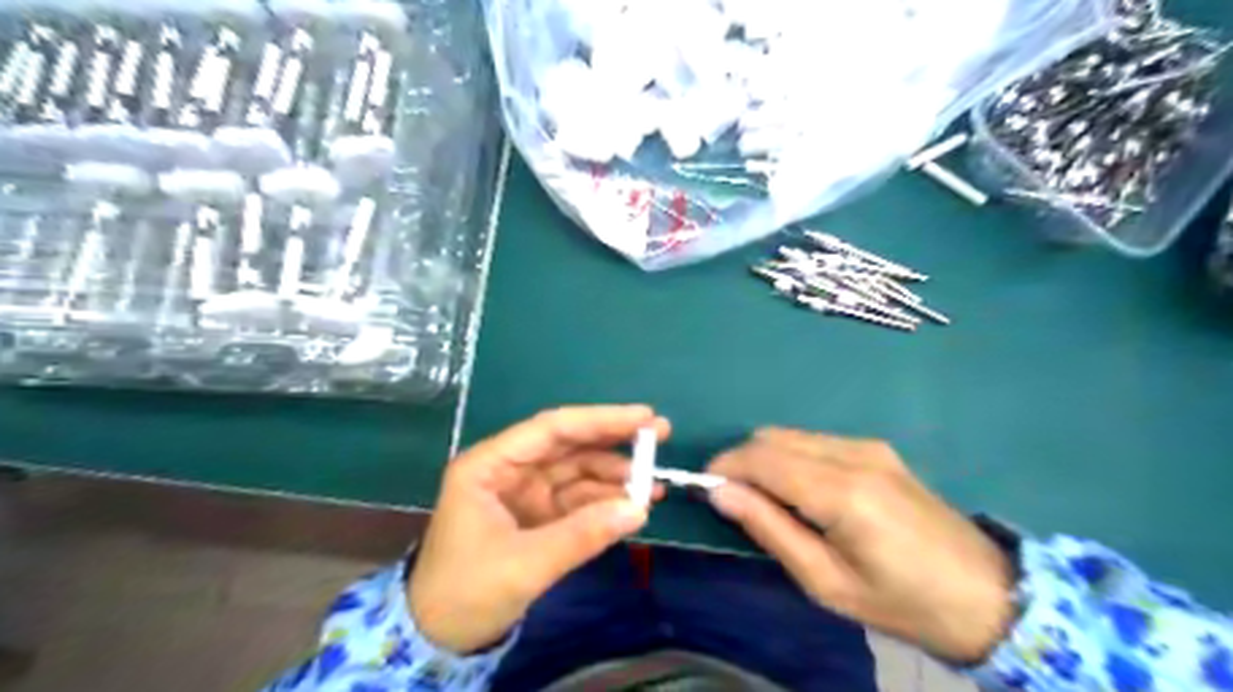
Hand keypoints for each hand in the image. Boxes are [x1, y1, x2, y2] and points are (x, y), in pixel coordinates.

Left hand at [408, 406, 671, 654]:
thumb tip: (640, 509)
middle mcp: (508, 470)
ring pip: (577, 472)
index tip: (643, 417)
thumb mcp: (524, 565)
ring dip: (614, 477)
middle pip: (568, 445)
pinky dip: (605, 503)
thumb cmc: (465, 593)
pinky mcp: (536, 516)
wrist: (437, 639)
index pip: (551, 430)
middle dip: (613, 441)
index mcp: (490, 465)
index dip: (599, 420)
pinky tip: (633, 507)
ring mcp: (524, 493)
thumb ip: (581, 535)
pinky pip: (577, 501)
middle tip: (660, 435)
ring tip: (654, 485)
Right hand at [709, 429, 1016, 662]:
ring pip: (792, 435)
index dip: (725, 467)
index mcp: (842, 491)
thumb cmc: (902, 602)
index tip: (706, 489)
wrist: (987, 596)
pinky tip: (801, 492)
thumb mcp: (826, 581)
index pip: (762, 458)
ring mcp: (869, 446)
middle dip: (742, 461)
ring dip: (766, 459)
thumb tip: (721, 493)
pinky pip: (815, 441)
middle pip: (772, 437)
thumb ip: (769, 529)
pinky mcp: (878, 449)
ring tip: (768, 501)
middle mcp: (854, 454)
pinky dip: (792, 457)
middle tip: (736, 501)